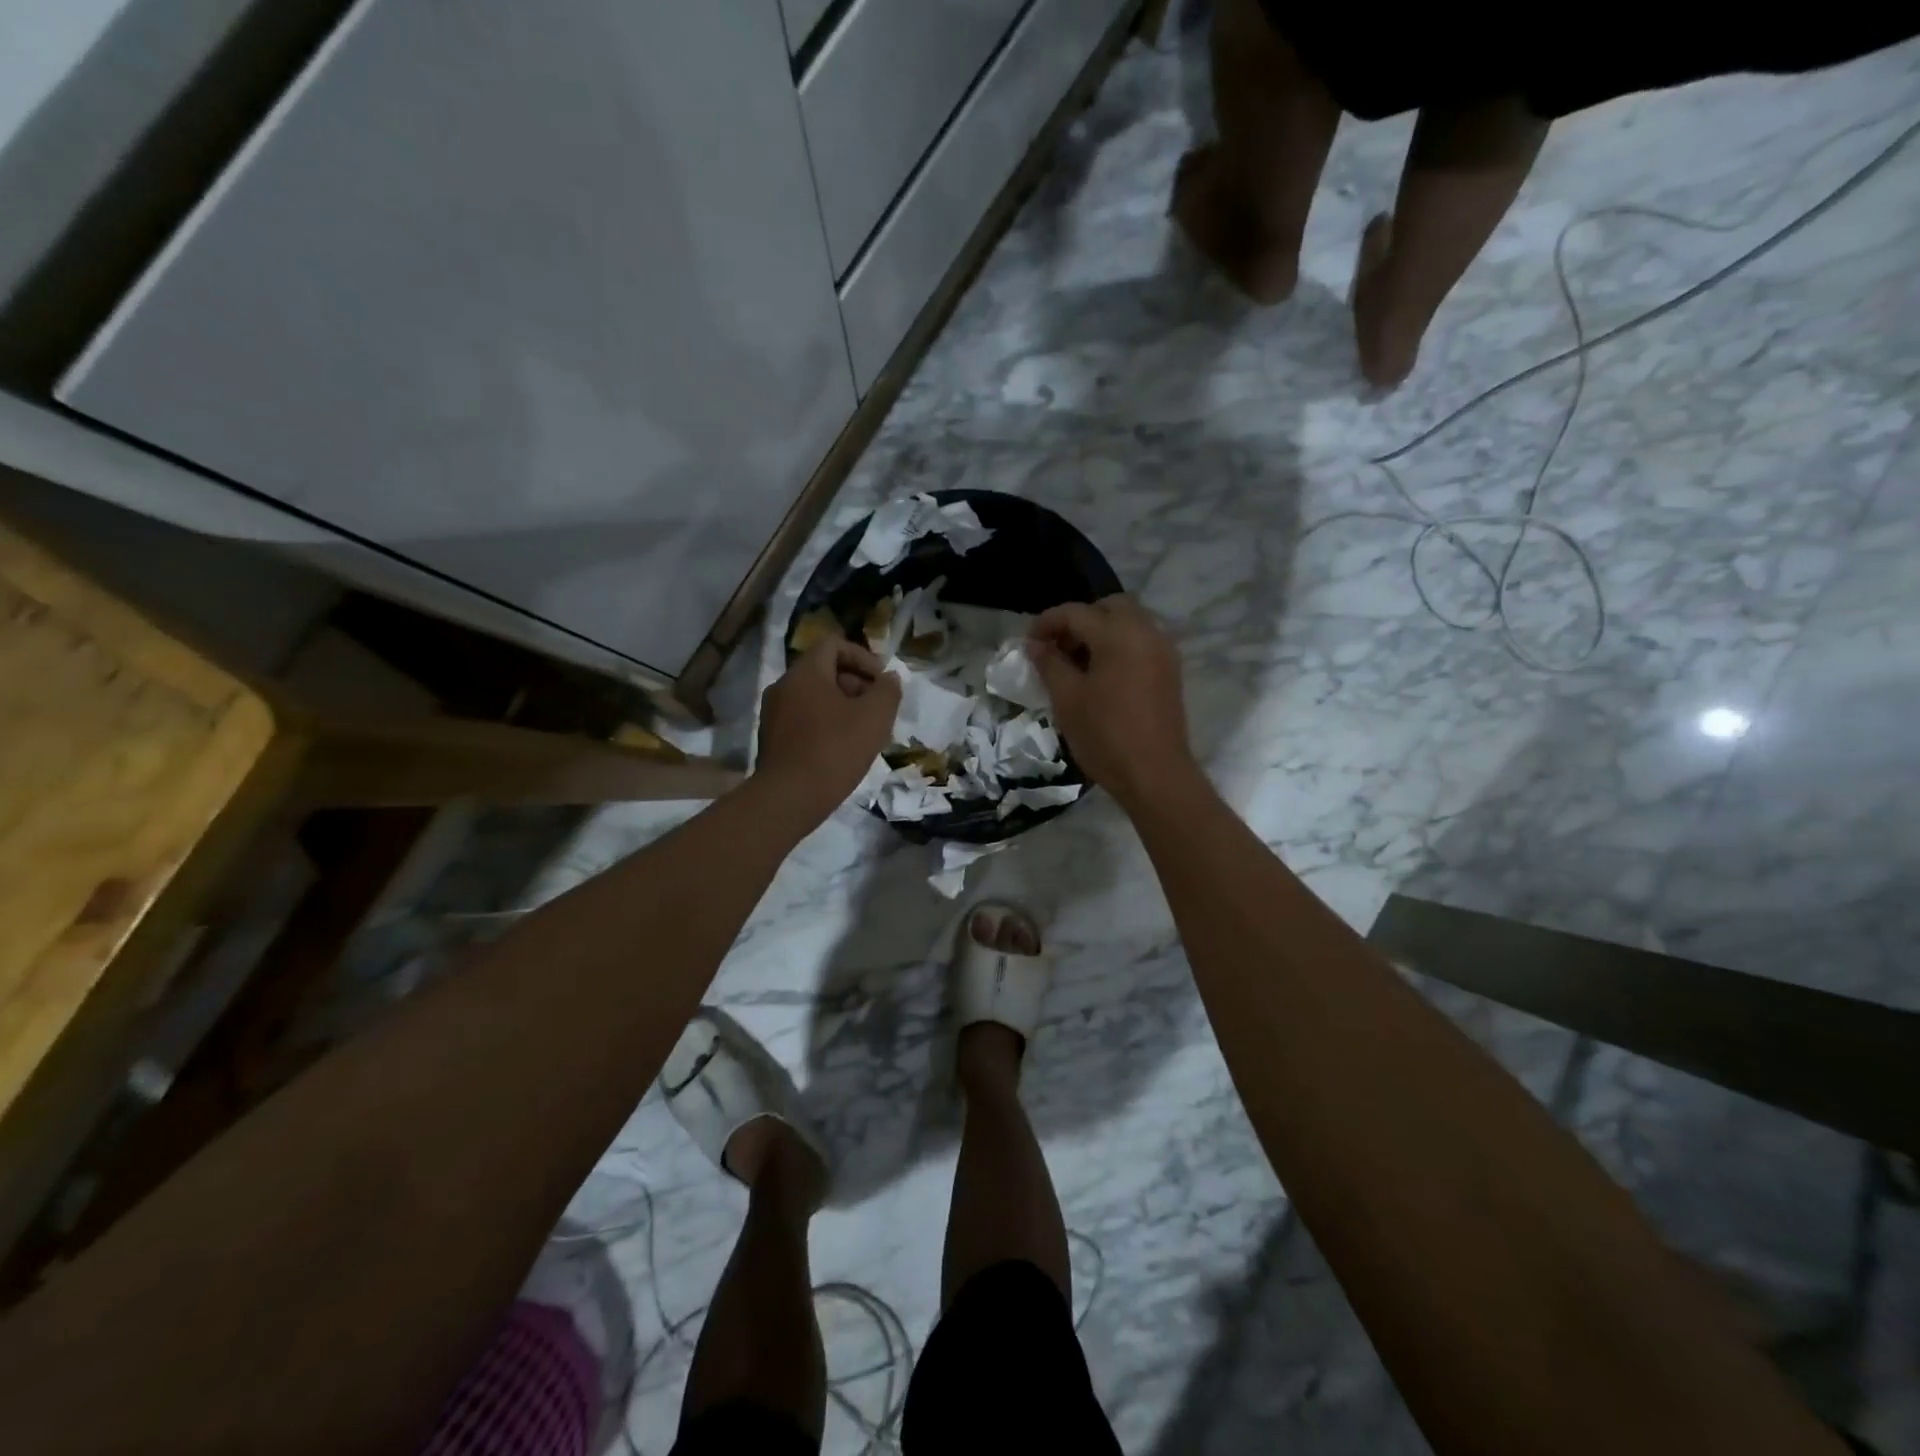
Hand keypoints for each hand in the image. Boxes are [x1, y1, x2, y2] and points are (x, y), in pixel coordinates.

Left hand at [755, 637, 899, 824]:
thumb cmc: (835, 750)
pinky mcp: (771, 739)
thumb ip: (888, 690)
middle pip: (824, 670)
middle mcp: (784, 686)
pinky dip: (825, 724)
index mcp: (805, 673)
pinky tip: (842, 750)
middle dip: (856, 684)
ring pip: (814, 697)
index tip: (881, 682)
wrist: (788, 798)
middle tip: (877, 710)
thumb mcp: (875, 717)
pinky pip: (803, 718)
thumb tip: (889, 678)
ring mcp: (773, 713)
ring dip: (842, 706)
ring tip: (864, 732)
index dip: (863, 657)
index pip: (834, 644)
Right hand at [1028, 595, 1197, 807]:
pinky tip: (1100, 675)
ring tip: (1075, 663)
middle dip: (1078, 620)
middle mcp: (1146, 632)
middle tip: (1056, 648)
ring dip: (1100, 632)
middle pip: (1108, 607)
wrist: (1155, 775)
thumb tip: (1035, 645)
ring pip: (1128, 622)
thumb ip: (1049, 664)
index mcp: (1118, 634)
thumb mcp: (1067, 699)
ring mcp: (1163, 650)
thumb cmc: (1105, 736)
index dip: (1046, 623)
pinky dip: (1118, 645)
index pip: (1075, 612)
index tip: (1028, 643)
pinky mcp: (1169, 670)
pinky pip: (1140, 641)